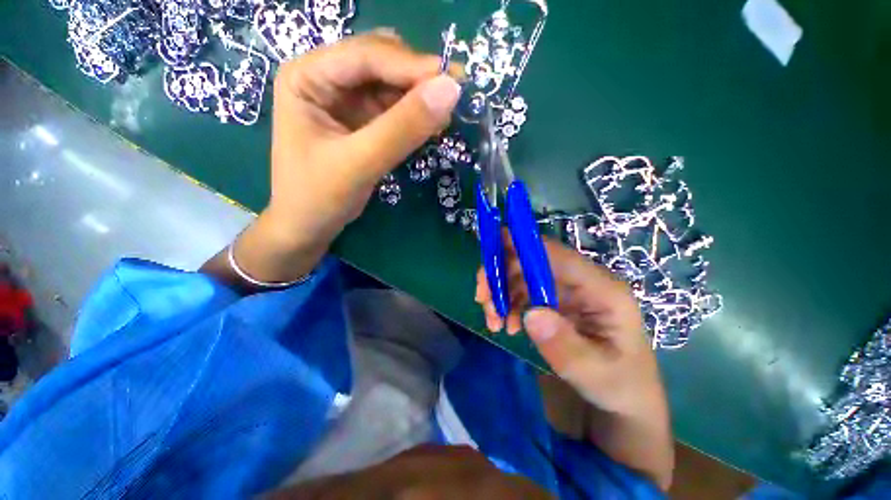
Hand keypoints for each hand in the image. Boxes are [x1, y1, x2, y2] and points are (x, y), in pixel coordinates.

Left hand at [210, 32, 461, 286]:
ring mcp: (345, 100)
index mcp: (306, 77)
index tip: (452, 78)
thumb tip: (450, 90)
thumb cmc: (319, 196)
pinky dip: (415, 114)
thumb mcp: (360, 163)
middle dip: (416, 77)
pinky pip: (394, 108)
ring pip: (390, 84)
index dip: (410, 64)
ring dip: (419, 96)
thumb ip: (402, 128)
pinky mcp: (361, 121)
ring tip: (446, 113)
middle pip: (380, 62)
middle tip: (453, 95)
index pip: (364, 56)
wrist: (308, 226)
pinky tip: (432, 124)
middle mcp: (325, 78)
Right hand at [475, 237, 673, 488]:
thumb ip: (566, 346)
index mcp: (601, 289)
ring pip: (522, 275)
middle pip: (532, 261)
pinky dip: (506, 304)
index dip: (522, 246)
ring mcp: (566, 290)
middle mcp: (581, 282)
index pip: (557, 255)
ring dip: (500, 292)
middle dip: (501, 274)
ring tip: (493, 321)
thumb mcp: (596, 375)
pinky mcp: (554, 301)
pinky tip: (505, 325)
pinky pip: (522, 292)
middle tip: (482, 299)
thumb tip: (532, 313)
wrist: (622, 401)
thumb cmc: (619, 387)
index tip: (489, 251)